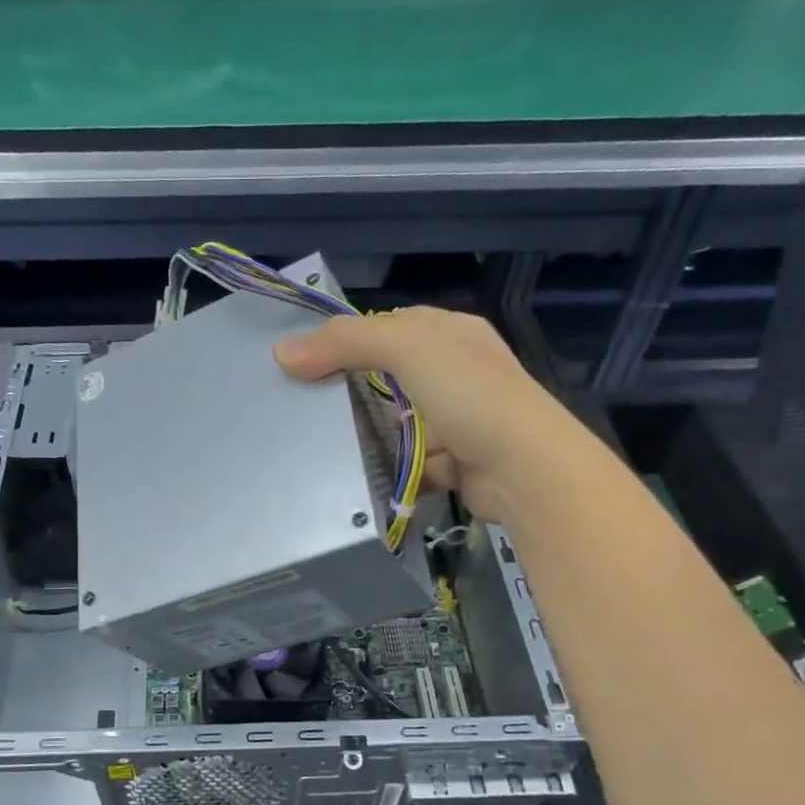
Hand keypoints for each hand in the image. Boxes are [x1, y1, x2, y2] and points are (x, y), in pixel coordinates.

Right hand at [274, 307, 565, 524]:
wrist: (522, 468)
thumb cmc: (468, 393)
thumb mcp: (406, 347)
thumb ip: (345, 343)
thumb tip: (282, 352)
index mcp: (451, 334)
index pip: (391, 327)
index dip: (350, 340)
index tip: (306, 363)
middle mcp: (458, 373)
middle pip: (392, 377)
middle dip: (355, 392)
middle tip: (307, 408)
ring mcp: (460, 420)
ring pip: (400, 424)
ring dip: (372, 437)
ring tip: (324, 447)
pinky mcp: (456, 463)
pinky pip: (412, 464)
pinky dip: (393, 471)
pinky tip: (363, 478)